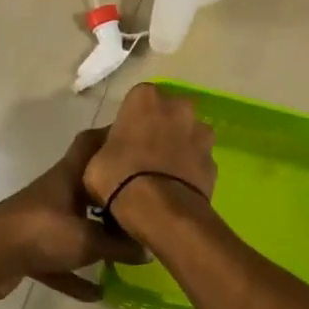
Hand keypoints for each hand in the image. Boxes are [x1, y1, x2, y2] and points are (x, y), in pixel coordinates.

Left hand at [0, 130, 147, 301]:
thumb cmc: (41, 232)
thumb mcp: (88, 241)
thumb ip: (120, 246)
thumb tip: (147, 250)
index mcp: (67, 176)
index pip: (90, 143)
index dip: (111, 135)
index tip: (137, 137)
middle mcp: (54, 192)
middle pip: (87, 185)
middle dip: (112, 192)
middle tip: (143, 199)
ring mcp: (40, 220)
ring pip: (75, 223)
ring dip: (96, 236)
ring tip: (125, 248)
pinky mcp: (28, 248)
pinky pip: (60, 259)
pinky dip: (76, 274)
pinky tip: (98, 293)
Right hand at [82, 83, 217, 241]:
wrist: (162, 210)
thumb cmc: (119, 177)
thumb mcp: (93, 161)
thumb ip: (103, 145)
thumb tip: (108, 148)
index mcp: (146, 98)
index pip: (137, 99)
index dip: (130, 119)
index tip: (123, 139)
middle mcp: (179, 107)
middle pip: (168, 112)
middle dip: (160, 127)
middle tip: (144, 153)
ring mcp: (201, 133)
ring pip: (188, 134)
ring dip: (179, 146)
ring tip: (163, 173)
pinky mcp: (214, 160)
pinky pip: (198, 160)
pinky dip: (190, 169)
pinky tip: (177, 187)